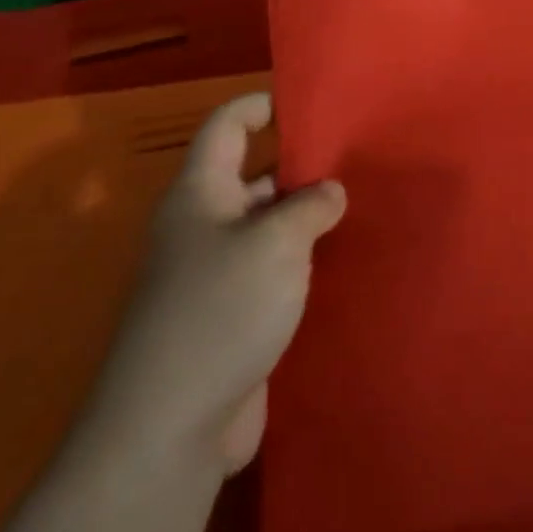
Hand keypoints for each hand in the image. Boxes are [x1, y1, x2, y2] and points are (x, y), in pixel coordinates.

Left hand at [84, 93, 345, 475]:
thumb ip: (310, 206)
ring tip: (361, 205)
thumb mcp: (277, 243)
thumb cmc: (221, 311)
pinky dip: (302, 260)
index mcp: (200, 193)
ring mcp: (214, 273)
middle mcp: (202, 225)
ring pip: (266, 225)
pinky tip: (341, 261)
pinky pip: (271, 269)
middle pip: (252, 174)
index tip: (310, 103)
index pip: (226, 126)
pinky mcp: (230, 315)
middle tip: (358, 158)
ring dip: (305, 217)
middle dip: (301, 165)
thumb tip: (328, 193)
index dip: (261, 104)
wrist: (170, 428)